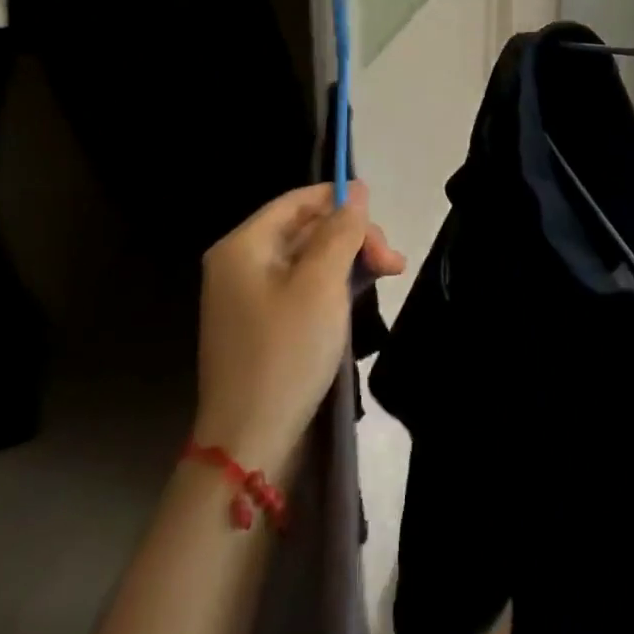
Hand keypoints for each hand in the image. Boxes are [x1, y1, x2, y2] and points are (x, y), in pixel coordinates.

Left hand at [193, 182, 404, 475]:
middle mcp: (242, 264)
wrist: (250, 443)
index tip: (380, 218)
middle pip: (307, 229)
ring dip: (351, 261)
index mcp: (243, 246)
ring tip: (390, 273)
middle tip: (392, 261)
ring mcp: (251, 297)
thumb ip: (341, 231)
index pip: (297, 201)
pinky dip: (335, 285)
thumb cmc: (286, 352)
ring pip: (311, 259)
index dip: (341, 201)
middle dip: (353, 237)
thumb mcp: (321, 283)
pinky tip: (364, 293)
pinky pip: (304, 287)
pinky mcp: (265, 325)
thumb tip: (357, 190)